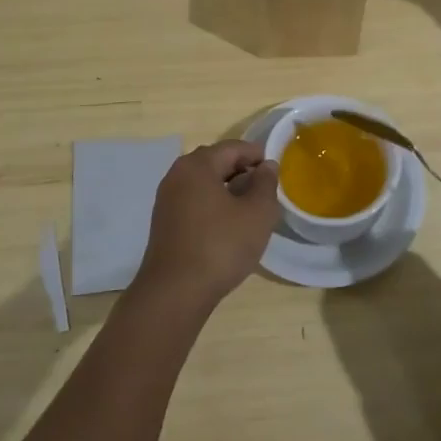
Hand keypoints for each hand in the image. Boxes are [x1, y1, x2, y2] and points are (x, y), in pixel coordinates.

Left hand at [134, 141, 279, 310]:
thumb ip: (266, 184)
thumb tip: (267, 166)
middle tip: (265, 190)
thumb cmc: (221, 246)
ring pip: (204, 184)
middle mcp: (177, 175)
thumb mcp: (257, 213)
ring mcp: (166, 200)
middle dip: (242, 171)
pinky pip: (194, 202)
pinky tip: (228, 226)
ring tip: (250, 210)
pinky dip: (213, 205)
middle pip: (215, 162)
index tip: (276, 172)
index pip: (233, 148)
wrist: (175, 292)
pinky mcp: (164, 222)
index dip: (257, 155)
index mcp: (197, 165)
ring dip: (228, 190)